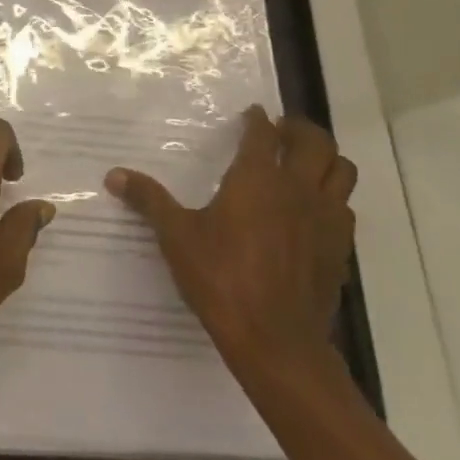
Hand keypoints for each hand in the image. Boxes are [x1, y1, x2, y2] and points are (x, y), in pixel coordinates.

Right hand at [107, 106, 355, 372]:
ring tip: (303, 164)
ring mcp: (325, 219)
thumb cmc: (222, 279)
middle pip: (316, 142)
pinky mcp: (340, 249)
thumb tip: (113, 175)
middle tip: (281, 132)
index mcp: (258, 178)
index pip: (263, 133)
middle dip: (300, 130)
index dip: (257, 120)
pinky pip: (345, 209)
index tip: (250, 115)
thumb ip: (149, 200)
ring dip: (325, 160)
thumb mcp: (177, 236)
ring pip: (342, 171)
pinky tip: (312, 212)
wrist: (276, 343)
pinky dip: (332, 199)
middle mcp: (297, 188)